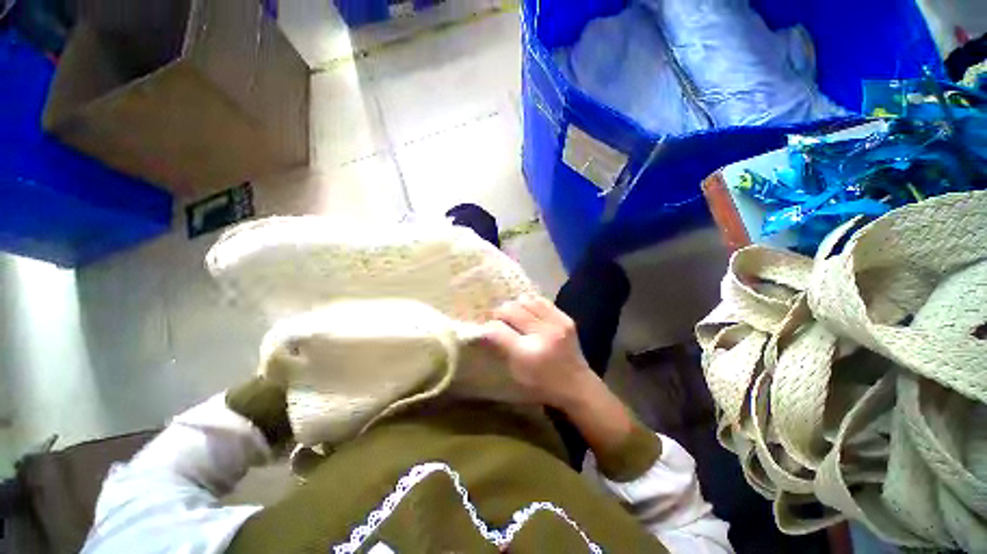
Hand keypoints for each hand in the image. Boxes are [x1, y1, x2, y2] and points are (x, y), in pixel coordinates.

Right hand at [481, 295, 594, 408]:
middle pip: (510, 309)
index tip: (486, 328)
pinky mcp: (566, 318)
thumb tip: (486, 328)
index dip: (488, 327)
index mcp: (527, 353)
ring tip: (515, 316)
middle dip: (499, 313)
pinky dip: (531, 305)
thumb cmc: (542, 384)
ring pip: (525, 300)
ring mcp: (556, 323)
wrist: (577, 385)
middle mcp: (542, 334)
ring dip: (515, 307)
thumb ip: (501, 348)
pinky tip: (529, 314)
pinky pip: (541, 301)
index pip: (498, 329)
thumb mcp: (515, 372)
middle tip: (499, 321)